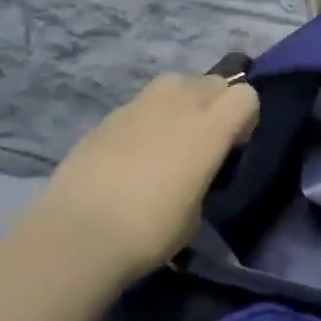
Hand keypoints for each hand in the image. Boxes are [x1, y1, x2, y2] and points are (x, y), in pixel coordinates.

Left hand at [30, 74, 258, 279]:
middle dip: (217, 103)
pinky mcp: (107, 117)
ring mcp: (139, 106)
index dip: (246, 118)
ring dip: (183, 101)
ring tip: (171, 136)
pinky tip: (133, 152)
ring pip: (176, 83)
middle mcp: (179, 104)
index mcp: (209, 128)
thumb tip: (197, 167)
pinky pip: (141, 105)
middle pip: (214, 81)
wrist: (75, 238)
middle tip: (205, 139)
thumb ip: (206, 172)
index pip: (246, 95)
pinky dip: (147, 119)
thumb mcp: (198, 210)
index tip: (234, 146)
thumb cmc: (149, 232)